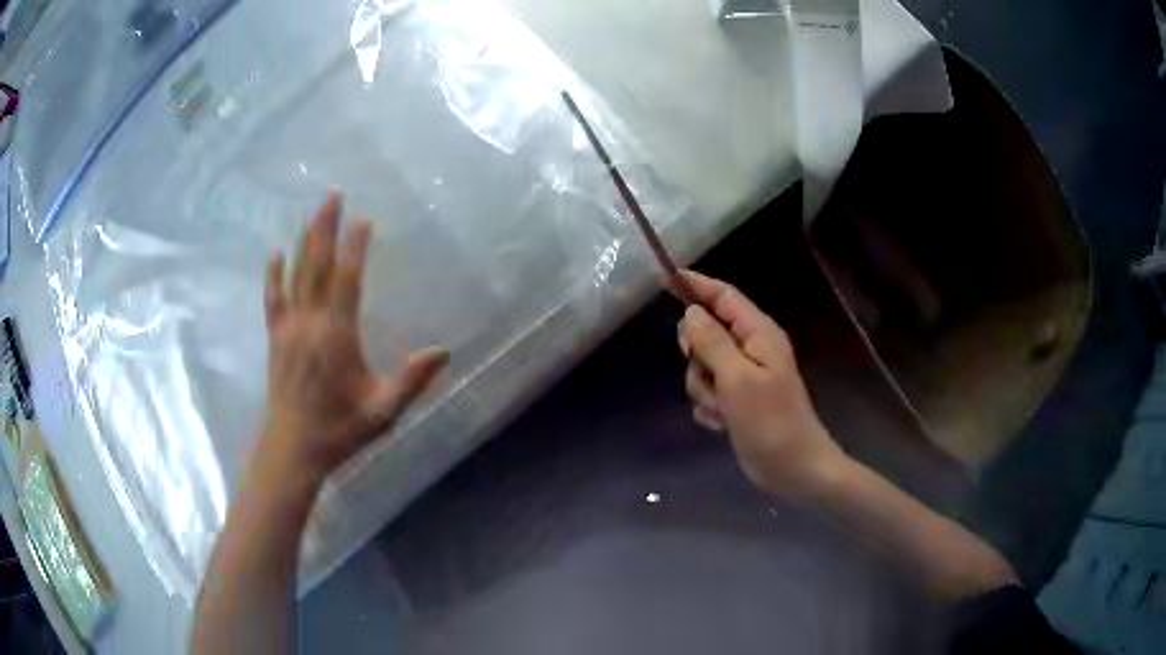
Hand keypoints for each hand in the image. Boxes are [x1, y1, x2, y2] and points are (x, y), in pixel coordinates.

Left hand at [260, 193, 448, 484]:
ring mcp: (288, 329)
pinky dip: (274, 274)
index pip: (347, 280)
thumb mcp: (383, 411)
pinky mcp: (275, 338)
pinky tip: (275, 254)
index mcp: (337, 336)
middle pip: (316, 265)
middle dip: (325, 227)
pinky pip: (273, 298)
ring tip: (313, 212)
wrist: (293, 449)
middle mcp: (309, 323)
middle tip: (333, 195)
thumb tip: (443, 352)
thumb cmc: (339, 430)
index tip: (363, 221)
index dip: (355, 248)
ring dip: (304, 240)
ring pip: (295, 274)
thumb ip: (412, 381)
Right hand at [675, 271, 846, 497]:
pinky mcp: (737, 401)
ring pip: (702, 366)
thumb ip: (712, 341)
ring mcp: (743, 377)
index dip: (695, 285)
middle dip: (697, 355)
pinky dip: (710, 407)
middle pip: (707, 332)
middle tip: (707, 374)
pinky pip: (708, 392)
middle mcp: (751, 349)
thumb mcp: (737, 378)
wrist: (793, 468)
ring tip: (722, 410)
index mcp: (758, 333)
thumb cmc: (770, 420)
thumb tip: (691, 312)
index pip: (723, 296)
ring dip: (704, 389)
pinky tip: (722, 424)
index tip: (663, 278)